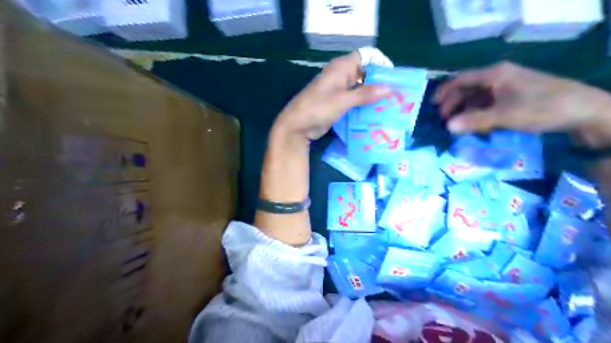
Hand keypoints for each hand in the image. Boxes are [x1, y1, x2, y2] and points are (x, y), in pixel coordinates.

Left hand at [273, 52, 388, 140]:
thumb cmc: (318, 108)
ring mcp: (338, 90)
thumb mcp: (343, 100)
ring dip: (372, 96)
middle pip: (364, 73)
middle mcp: (340, 76)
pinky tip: (375, 114)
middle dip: (379, 82)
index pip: (365, 57)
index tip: (392, 77)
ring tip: (389, 105)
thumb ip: (365, 94)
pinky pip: (354, 101)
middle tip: (395, 94)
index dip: (379, 63)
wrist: (297, 126)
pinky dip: (363, 105)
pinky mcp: (337, 103)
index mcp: (341, 68)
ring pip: (360, 89)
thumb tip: (389, 88)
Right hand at [432, 62, 610, 146]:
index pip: (461, 79)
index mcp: (495, 74)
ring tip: (458, 127)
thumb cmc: (541, 107)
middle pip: (467, 89)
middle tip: (445, 122)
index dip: (444, 91)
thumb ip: (474, 121)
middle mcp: (498, 78)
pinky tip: (476, 127)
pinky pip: (488, 105)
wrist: (582, 110)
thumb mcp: (505, 115)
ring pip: (477, 99)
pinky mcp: (513, 98)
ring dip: (465, 112)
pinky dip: (478, 115)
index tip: (432, 106)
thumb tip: (447, 127)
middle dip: (453, 105)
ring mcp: (506, 88)